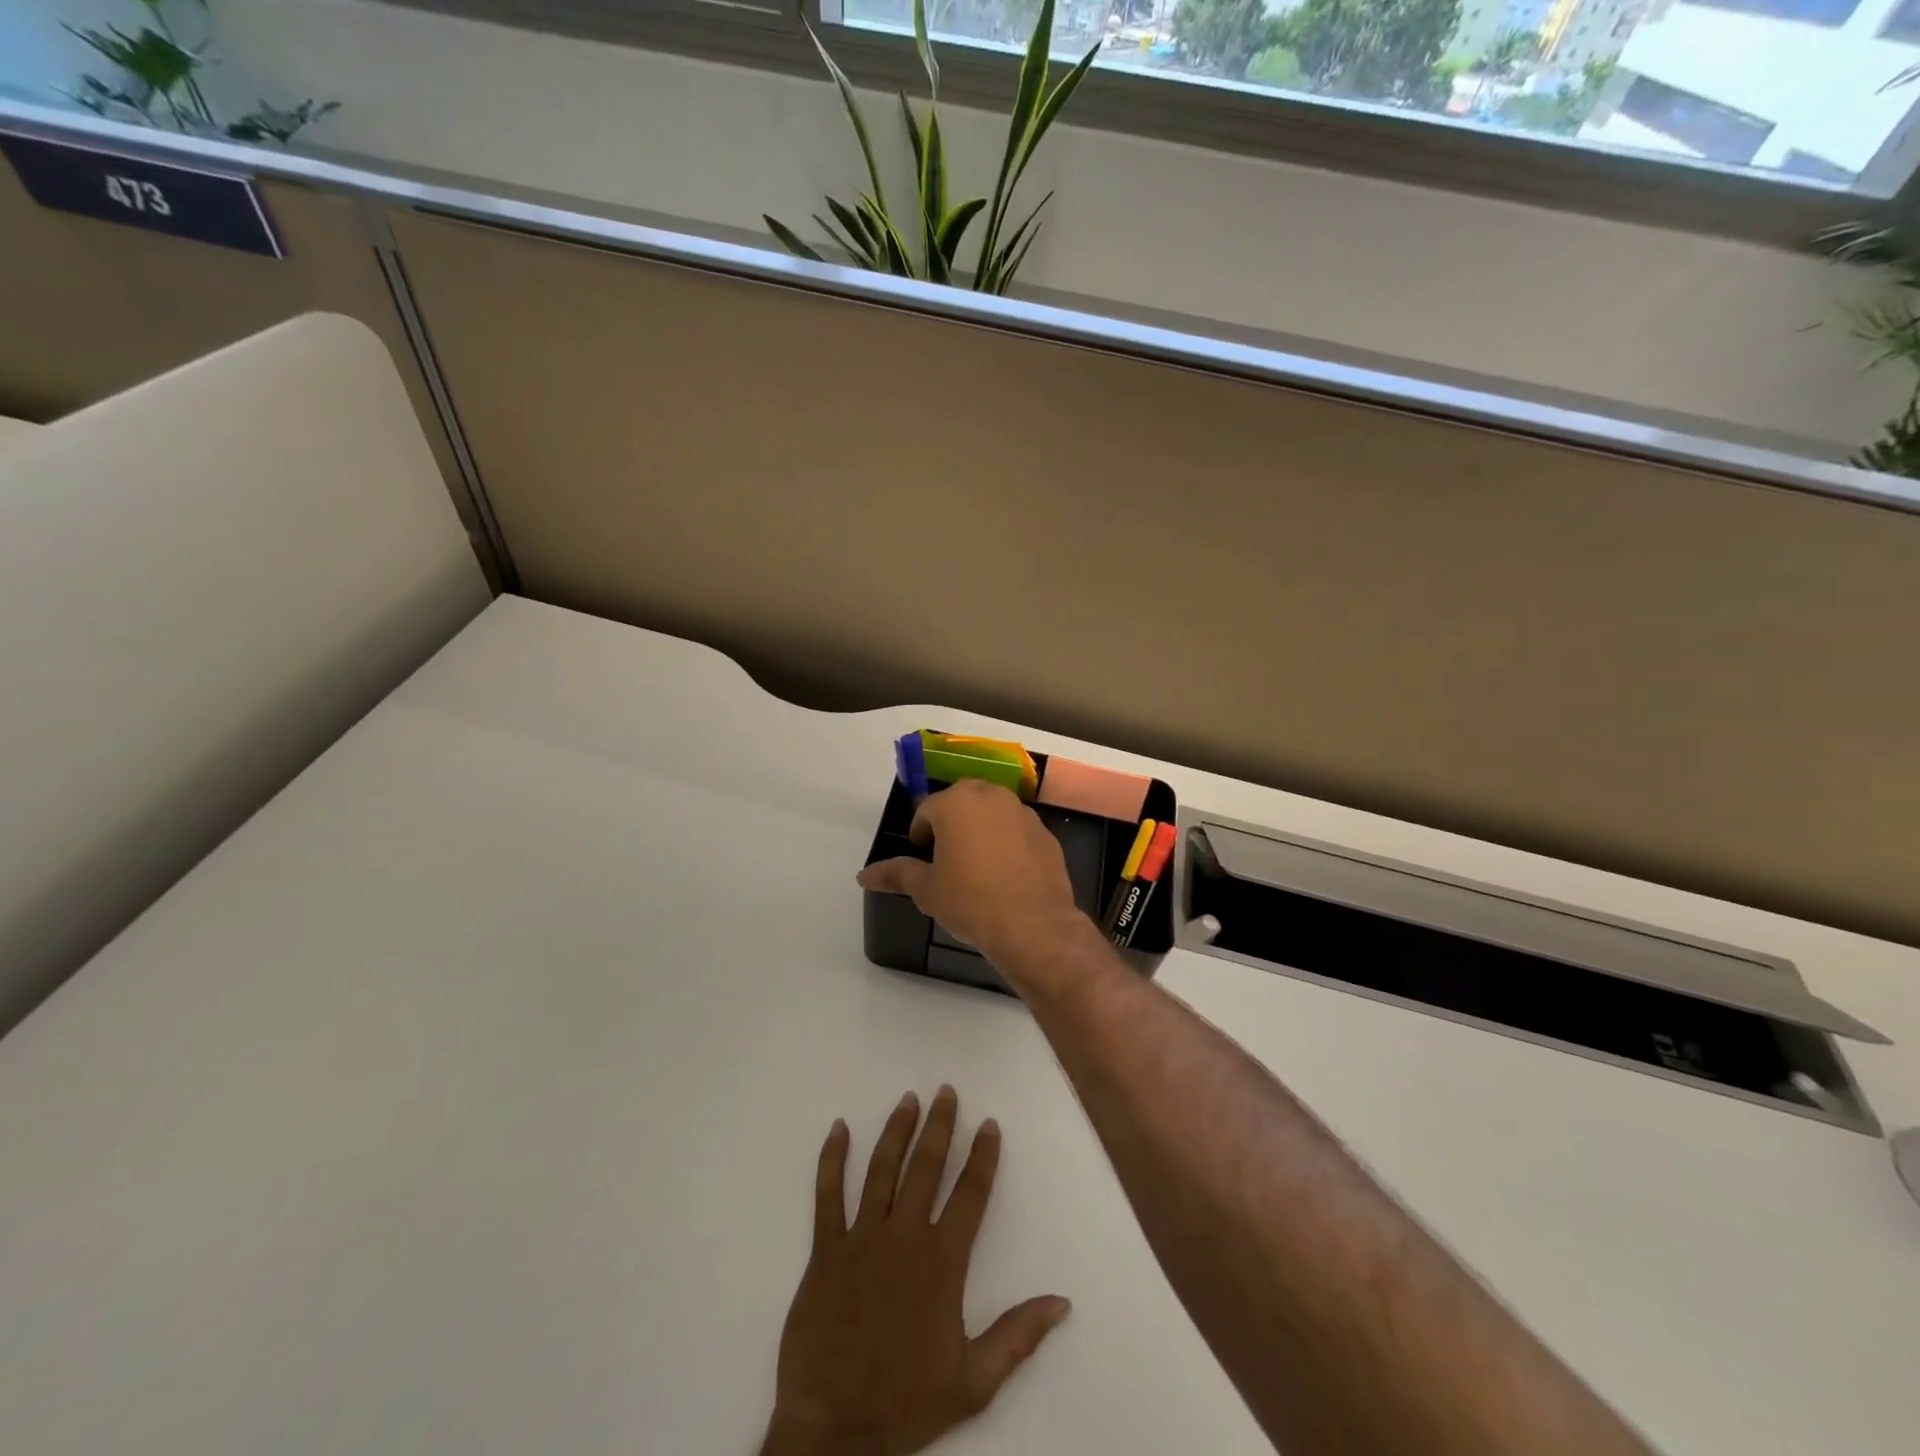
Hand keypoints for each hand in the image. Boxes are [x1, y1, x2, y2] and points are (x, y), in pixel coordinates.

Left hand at [761, 1087, 1071, 1455]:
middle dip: (940, 1126)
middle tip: (946, 1091)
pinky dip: (832, 1159)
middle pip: (926, 1167)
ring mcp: (862, 1238)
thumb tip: (1062, 1302)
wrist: (834, 1430)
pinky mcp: (826, 1249)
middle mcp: (904, 1236)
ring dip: (896, 1131)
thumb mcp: (974, 1381)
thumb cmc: (906, 1402)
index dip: (983, 1156)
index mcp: (942, 1262)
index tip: (990, 1124)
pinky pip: (828, 1195)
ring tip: (908, 1099)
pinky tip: (838, 1129)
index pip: (970, 1194)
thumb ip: (1018, 1335)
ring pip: (882, 1169)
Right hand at [857, 780, 1082, 966]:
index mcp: (956, 802)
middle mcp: (991, 796)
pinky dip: (1009, 843)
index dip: (920, 833)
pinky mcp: (1046, 834)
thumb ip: (896, 874)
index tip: (922, 856)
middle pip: (962, 802)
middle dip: (951, 823)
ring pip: (993, 813)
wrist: (1032, 924)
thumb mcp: (926, 889)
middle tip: (946, 857)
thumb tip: (864, 875)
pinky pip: (1018, 831)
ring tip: (977, 865)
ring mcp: (1023, 813)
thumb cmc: (969, 900)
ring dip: (981, 829)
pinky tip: (1006, 875)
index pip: (927, 810)